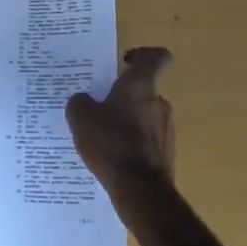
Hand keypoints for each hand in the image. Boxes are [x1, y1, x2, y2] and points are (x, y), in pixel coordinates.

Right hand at [65, 47, 175, 211]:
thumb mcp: (80, 117)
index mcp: (141, 86)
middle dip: (123, 97)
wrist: (140, 190)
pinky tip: (112, 158)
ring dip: (127, 123)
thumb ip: (80, 102)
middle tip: (99, 108)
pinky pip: (146, 141)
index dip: (144, 54)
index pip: (157, 57)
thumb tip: (85, 101)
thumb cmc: (111, 143)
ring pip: (145, 117)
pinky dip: (132, 145)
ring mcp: (166, 130)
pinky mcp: (166, 155)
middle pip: (144, 91)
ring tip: (102, 138)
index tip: (125, 62)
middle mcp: (159, 104)